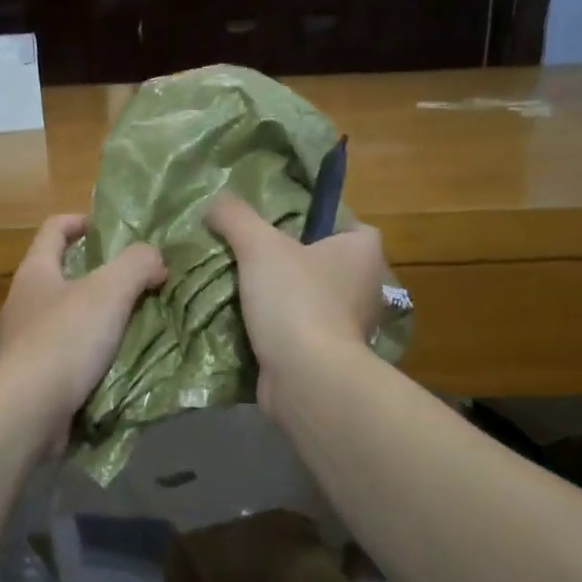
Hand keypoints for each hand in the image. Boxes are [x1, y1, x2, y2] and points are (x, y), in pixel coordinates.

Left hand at [0, 214, 166, 451]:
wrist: (26, 412)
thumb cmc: (64, 340)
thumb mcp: (109, 290)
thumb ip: (137, 264)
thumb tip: (155, 260)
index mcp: (35, 273)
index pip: (53, 230)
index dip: (80, 221)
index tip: (109, 228)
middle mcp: (22, 304)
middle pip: (60, 277)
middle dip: (97, 277)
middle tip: (138, 283)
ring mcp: (23, 345)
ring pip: (66, 321)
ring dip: (97, 321)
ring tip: (136, 326)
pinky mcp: (31, 381)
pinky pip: (67, 359)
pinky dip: (91, 358)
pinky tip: (118, 366)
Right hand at [205, 193, 385, 416]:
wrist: (306, 378)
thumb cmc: (295, 301)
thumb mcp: (259, 245)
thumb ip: (235, 217)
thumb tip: (215, 202)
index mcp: (364, 252)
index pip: (345, 224)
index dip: (315, 221)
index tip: (278, 227)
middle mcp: (366, 287)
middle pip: (324, 263)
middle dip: (292, 262)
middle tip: (250, 255)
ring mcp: (351, 326)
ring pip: (311, 299)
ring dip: (282, 298)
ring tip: (239, 288)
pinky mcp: (330, 357)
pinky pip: (301, 332)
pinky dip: (279, 330)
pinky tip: (245, 323)